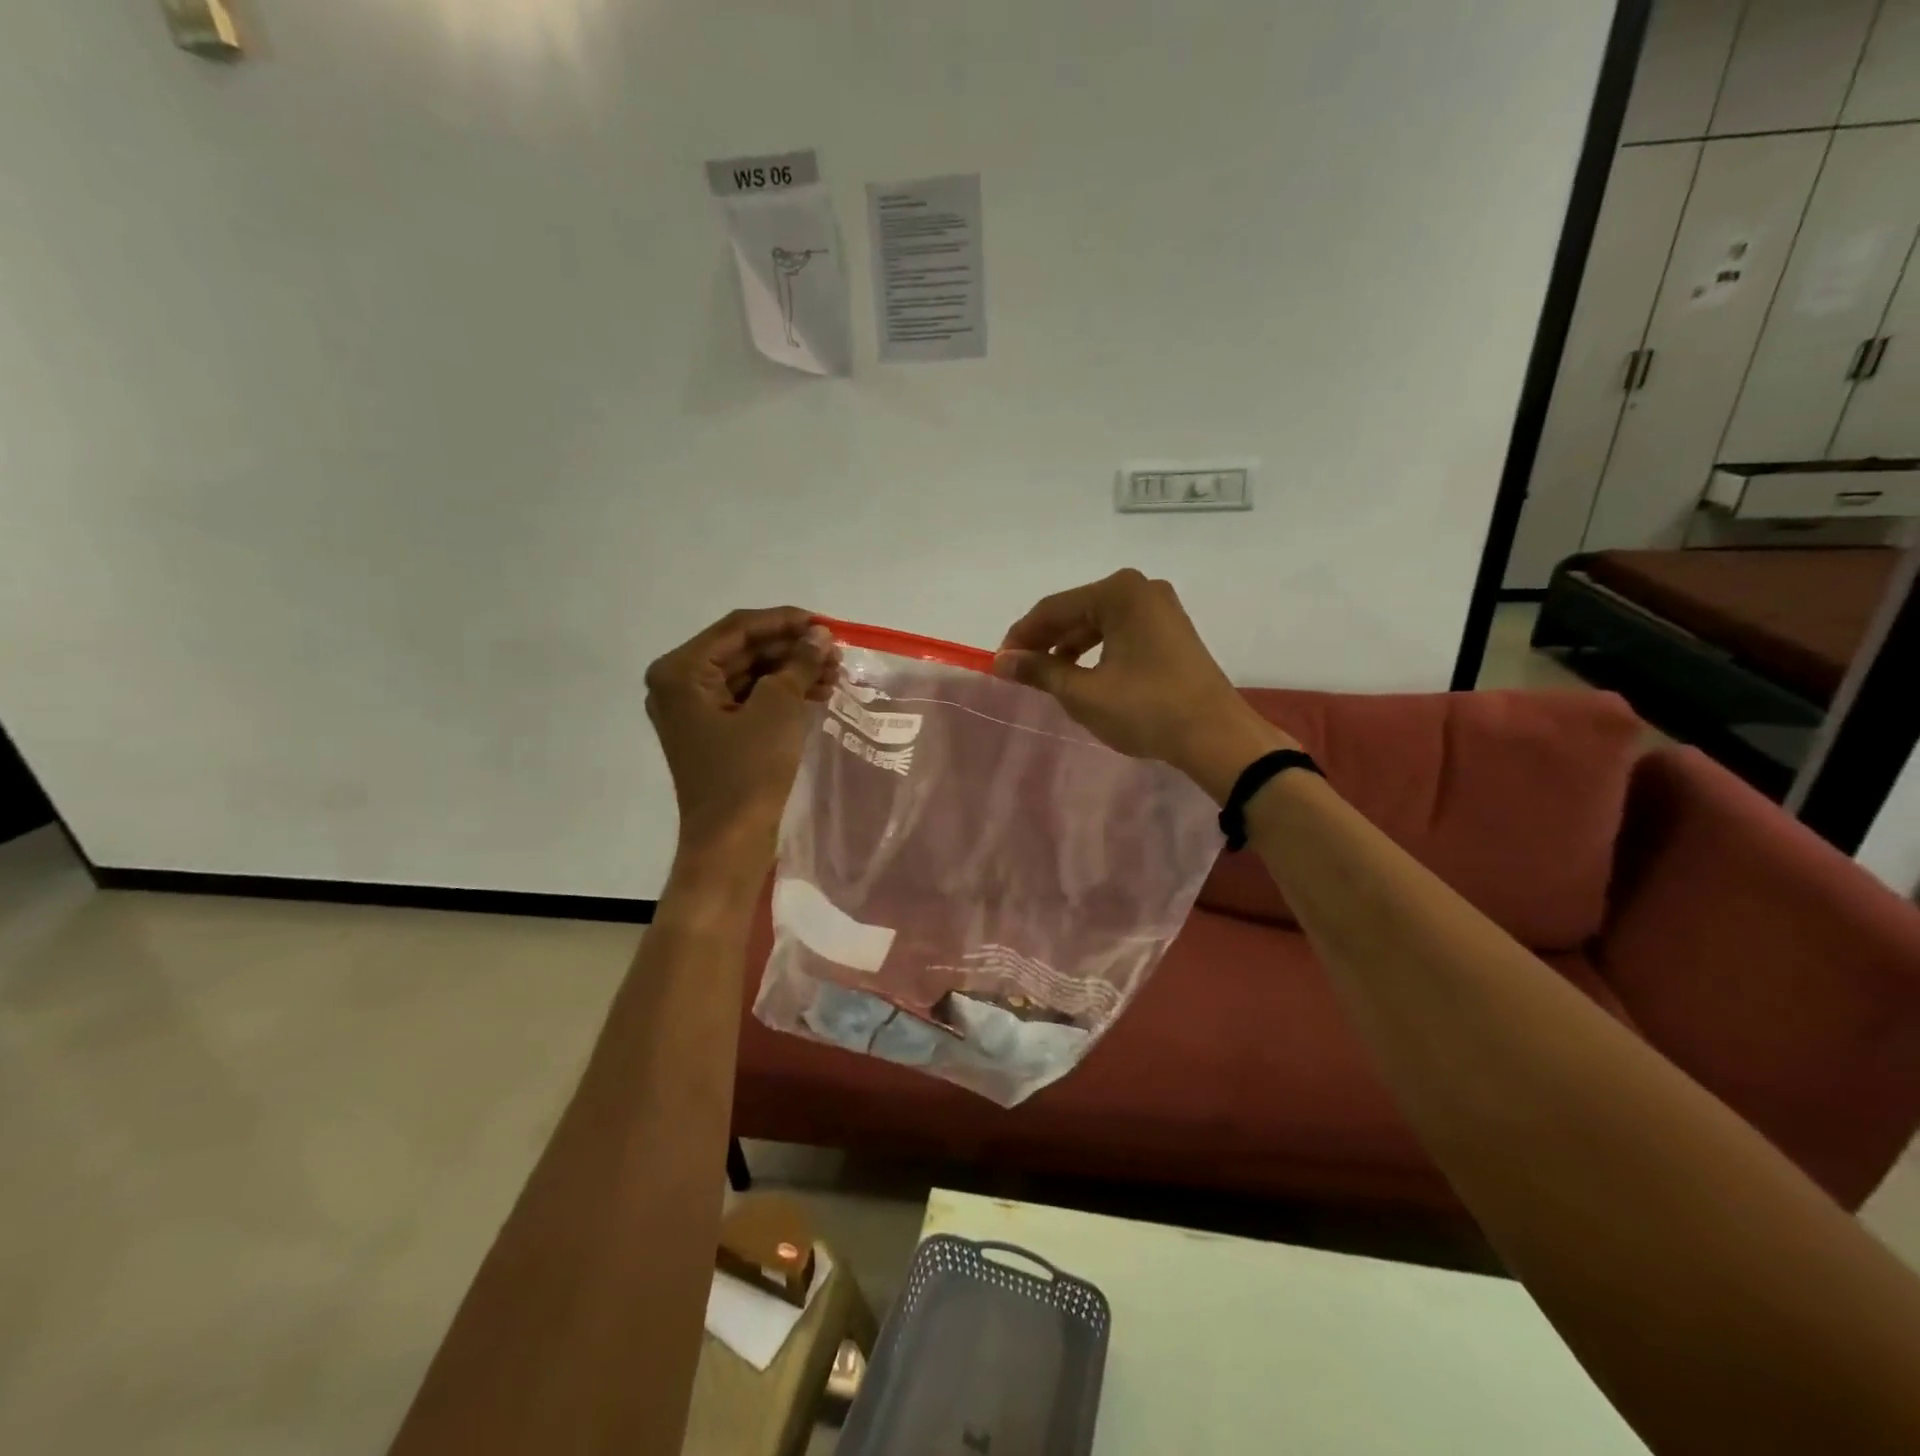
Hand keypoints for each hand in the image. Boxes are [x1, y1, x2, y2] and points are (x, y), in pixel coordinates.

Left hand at [645, 608, 838, 870]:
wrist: (731, 842)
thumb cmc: (747, 771)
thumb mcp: (778, 709)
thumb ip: (798, 664)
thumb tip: (820, 635)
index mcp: (680, 672)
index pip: (737, 628)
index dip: (784, 621)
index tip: (825, 624)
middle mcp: (679, 685)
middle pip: (742, 650)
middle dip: (791, 649)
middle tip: (835, 651)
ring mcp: (694, 711)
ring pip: (749, 675)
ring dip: (791, 671)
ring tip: (834, 674)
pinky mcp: (713, 733)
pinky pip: (748, 700)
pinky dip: (781, 694)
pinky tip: (817, 694)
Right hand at [995, 569, 1294, 800]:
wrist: (1215, 736)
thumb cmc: (1145, 709)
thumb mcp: (1083, 693)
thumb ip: (1039, 671)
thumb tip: (1002, 661)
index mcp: (1118, 592)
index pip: (1053, 609)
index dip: (1021, 637)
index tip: (999, 663)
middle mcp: (1140, 589)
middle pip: (1076, 611)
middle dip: (1045, 641)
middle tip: (1020, 671)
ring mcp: (1160, 608)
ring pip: (1098, 622)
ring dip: (1069, 647)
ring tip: (1048, 677)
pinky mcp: (1171, 630)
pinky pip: (1120, 632)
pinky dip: (1096, 650)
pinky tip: (1083, 675)